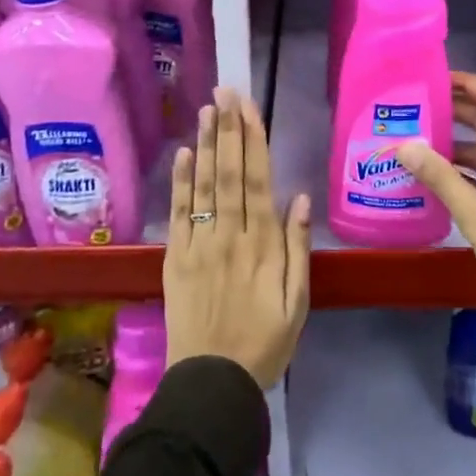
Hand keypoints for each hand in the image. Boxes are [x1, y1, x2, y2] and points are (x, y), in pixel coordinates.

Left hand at [163, 89, 311, 387]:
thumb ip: (298, 249)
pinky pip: (178, 214)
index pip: (258, 180)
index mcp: (263, 245)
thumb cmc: (265, 343)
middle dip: (228, 129)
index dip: (253, 140)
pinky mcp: (176, 258)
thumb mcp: (298, 303)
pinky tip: (182, 154)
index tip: (249, 107)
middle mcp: (230, 235)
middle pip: (229, 173)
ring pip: (203, 186)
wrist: (212, 383)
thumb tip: (300, 198)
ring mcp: (199, 245)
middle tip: (225, 91)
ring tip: (206, 109)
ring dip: (204, 144)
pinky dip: (180, 182)